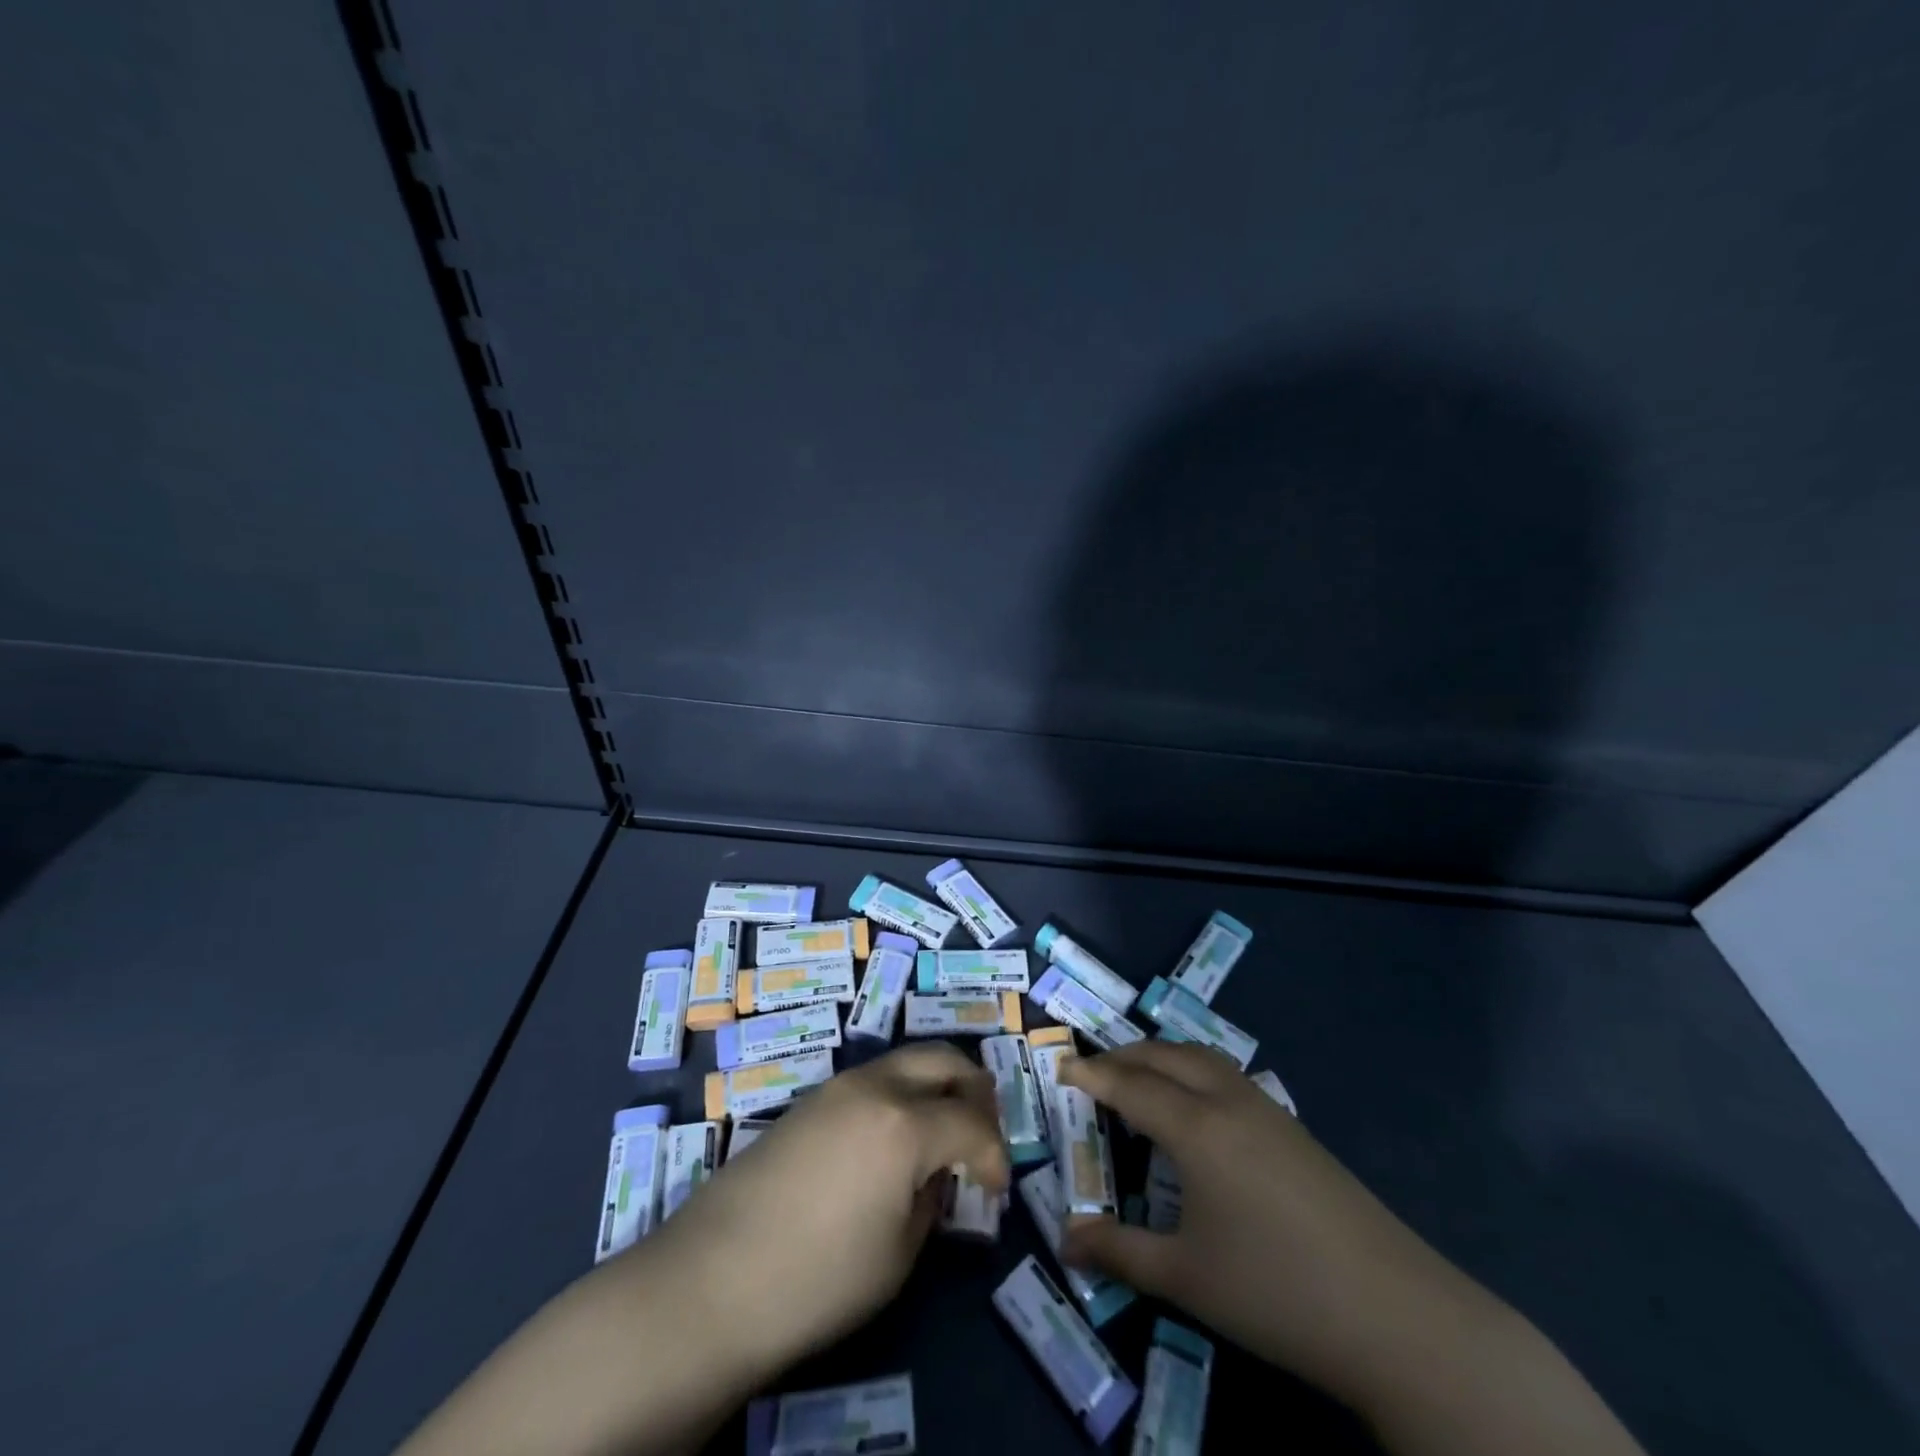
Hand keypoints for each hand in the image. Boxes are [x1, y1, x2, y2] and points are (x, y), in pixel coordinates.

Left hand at [656, 1041, 1009, 1374]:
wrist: (712, 1279)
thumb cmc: (817, 1279)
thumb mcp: (897, 1255)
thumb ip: (929, 1199)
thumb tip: (936, 1175)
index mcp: (905, 1124)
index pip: (973, 1123)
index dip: (995, 1155)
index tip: (997, 1187)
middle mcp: (876, 1086)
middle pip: (944, 1059)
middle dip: (975, 1092)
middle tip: (981, 1135)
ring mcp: (839, 1085)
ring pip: (907, 1060)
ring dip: (937, 1086)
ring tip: (942, 1134)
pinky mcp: (812, 1098)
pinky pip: (875, 1078)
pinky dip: (902, 1094)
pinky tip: (894, 1139)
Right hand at [1058, 1041, 1500, 1402]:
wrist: (1397, 1313)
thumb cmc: (1277, 1290)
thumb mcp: (1186, 1278)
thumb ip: (1119, 1252)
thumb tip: (1065, 1239)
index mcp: (1196, 1127)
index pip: (1129, 1084)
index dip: (1090, 1074)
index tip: (1059, 1066)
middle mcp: (1227, 1101)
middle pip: (1163, 1056)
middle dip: (1121, 1056)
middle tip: (1091, 1073)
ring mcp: (1266, 1109)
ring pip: (1199, 1057)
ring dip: (1160, 1057)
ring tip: (1137, 1080)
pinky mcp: (1292, 1127)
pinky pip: (1225, 1074)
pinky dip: (1191, 1070)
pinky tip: (1195, 1108)